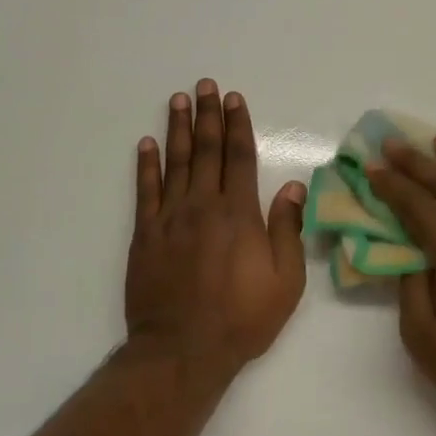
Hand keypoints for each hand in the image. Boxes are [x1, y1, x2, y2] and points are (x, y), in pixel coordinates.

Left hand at [126, 79, 307, 378]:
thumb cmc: (242, 319)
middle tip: (205, 86)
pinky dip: (146, 165)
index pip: (239, 158)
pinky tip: (147, 144)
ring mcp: (170, 219)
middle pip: (206, 152)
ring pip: (175, 163)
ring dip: (178, 129)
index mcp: (240, 215)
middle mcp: (203, 206)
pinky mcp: (145, 235)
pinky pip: (145, 191)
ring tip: (178, 100)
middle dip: (208, 116)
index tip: (235, 99)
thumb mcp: (285, 281)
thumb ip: (287, 230)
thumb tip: (291, 187)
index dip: (238, 126)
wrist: (182, 350)